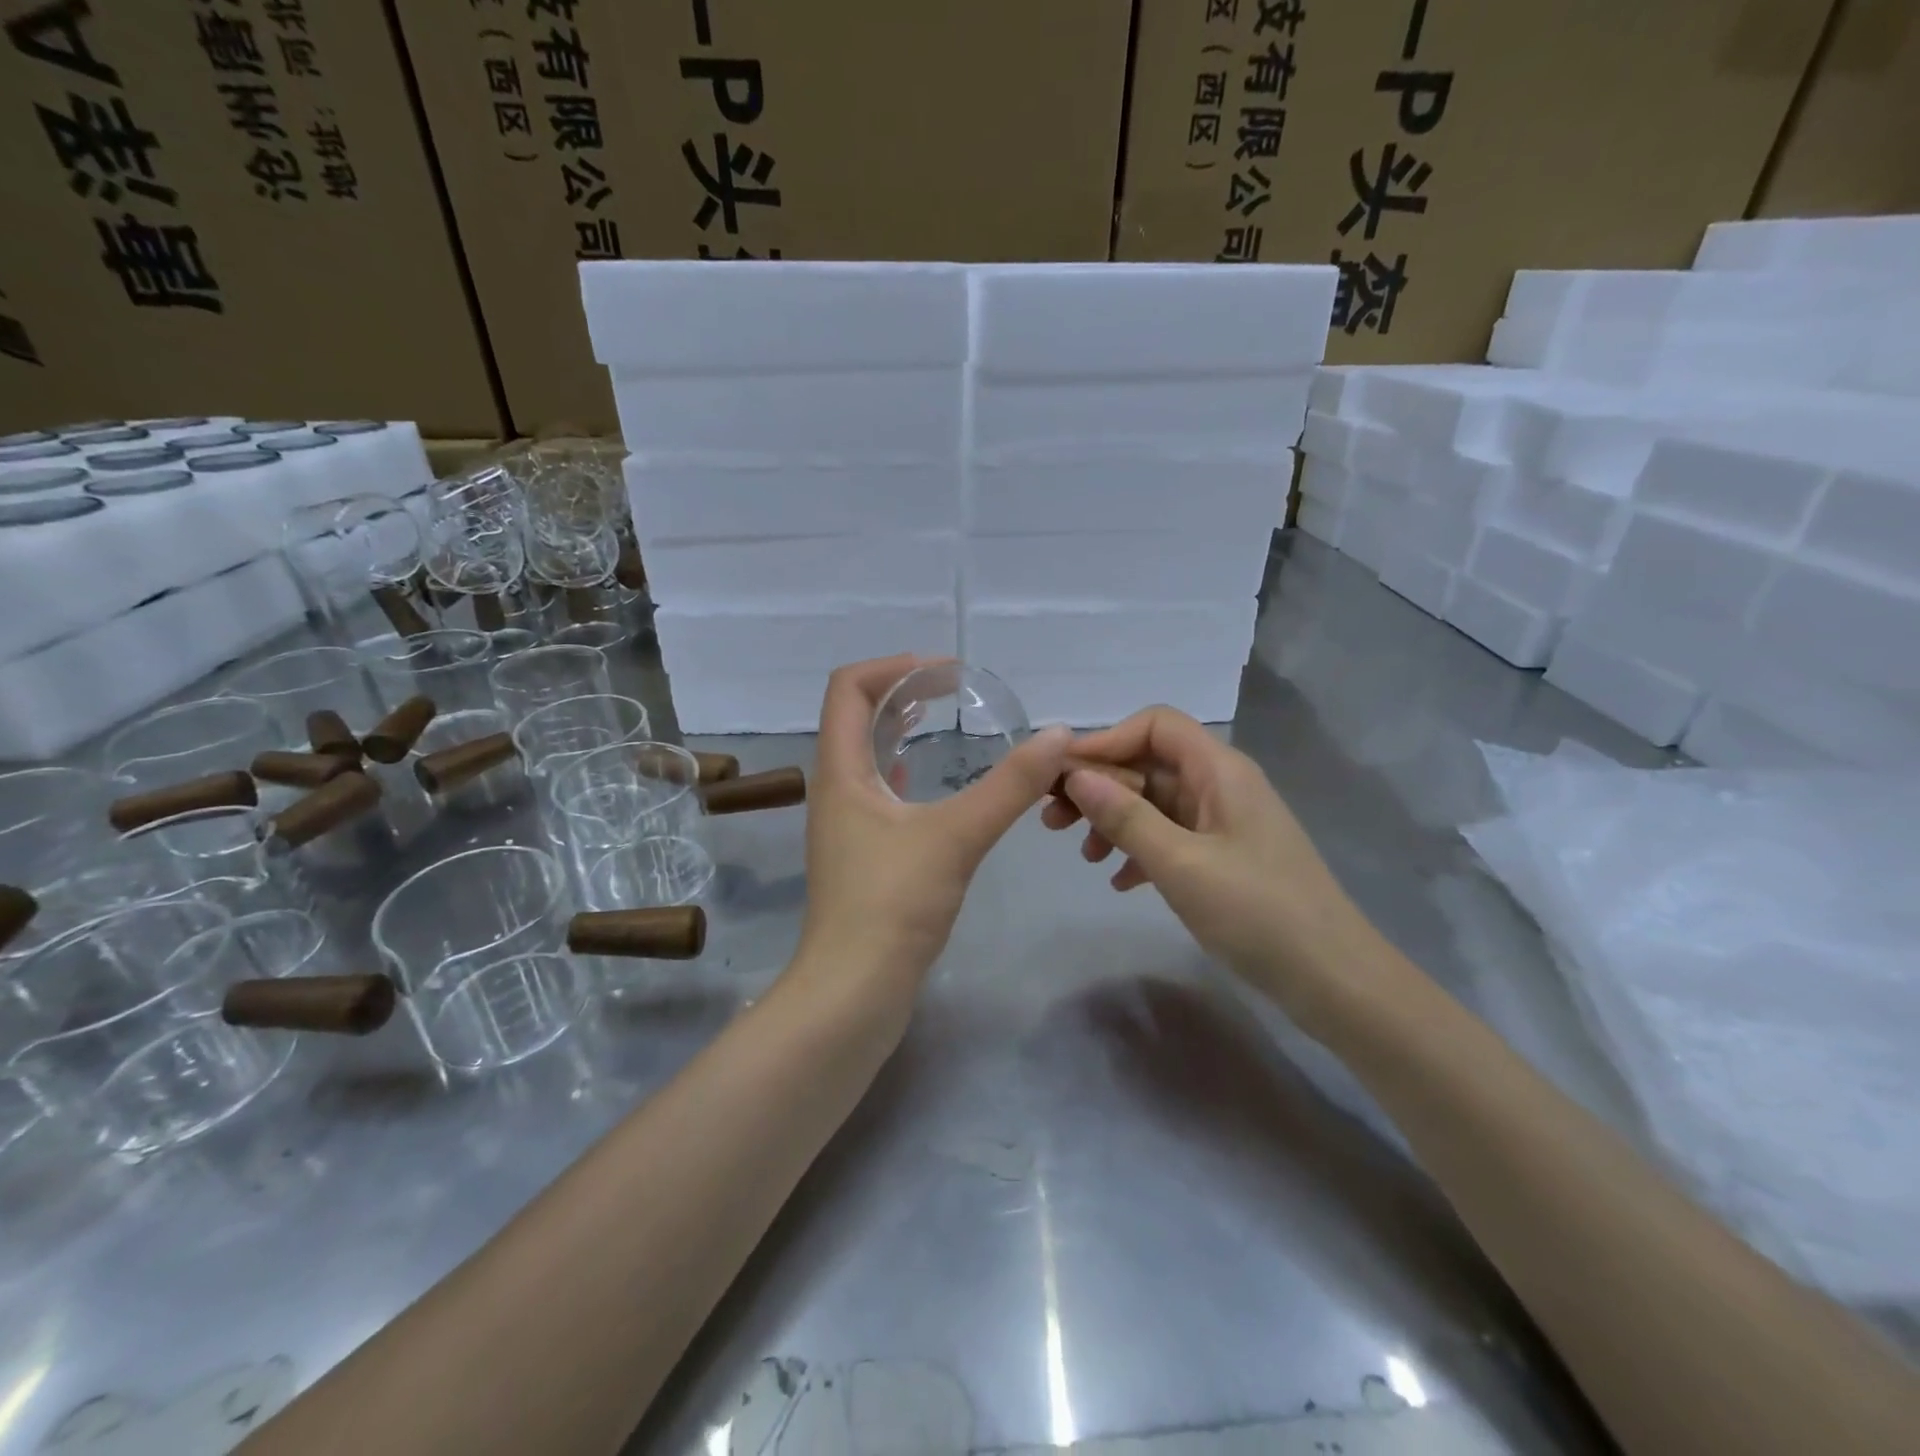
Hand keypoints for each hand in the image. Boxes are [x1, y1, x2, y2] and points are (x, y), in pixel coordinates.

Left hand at [798, 655, 1072, 993]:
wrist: (853, 992)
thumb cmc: (892, 905)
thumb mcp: (956, 836)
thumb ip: (1009, 785)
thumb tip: (1058, 734)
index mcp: (841, 771)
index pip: (849, 688)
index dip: (894, 667)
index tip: (947, 673)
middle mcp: (836, 788)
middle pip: (858, 716)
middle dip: (904, 692)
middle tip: (956, 690)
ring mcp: (846, 823)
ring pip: (869, 755)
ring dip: (903, 729)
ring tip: (947, 719)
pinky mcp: (862, 853)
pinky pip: (881, 791)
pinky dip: (907, 770)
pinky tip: (936, 781)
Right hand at [1041, 706, 1377, 1031]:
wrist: (1332, 979)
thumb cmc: (1257, 912)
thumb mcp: (1180, 864)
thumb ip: (1126, 817)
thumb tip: (1076, 776)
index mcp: (1220, 770)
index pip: (1155, 725)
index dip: (1106, 741)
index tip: (1063, 775)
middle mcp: (1221, 785)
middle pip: (1150, 763)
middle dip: (1100, 786)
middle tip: (1053, 820)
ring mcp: (1224, 822)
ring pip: (1156, 802)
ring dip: (1114, 819)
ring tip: (1083, 855)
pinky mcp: (1224, 856)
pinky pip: (1171, 835)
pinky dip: (1140, 849)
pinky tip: (1119, 881)